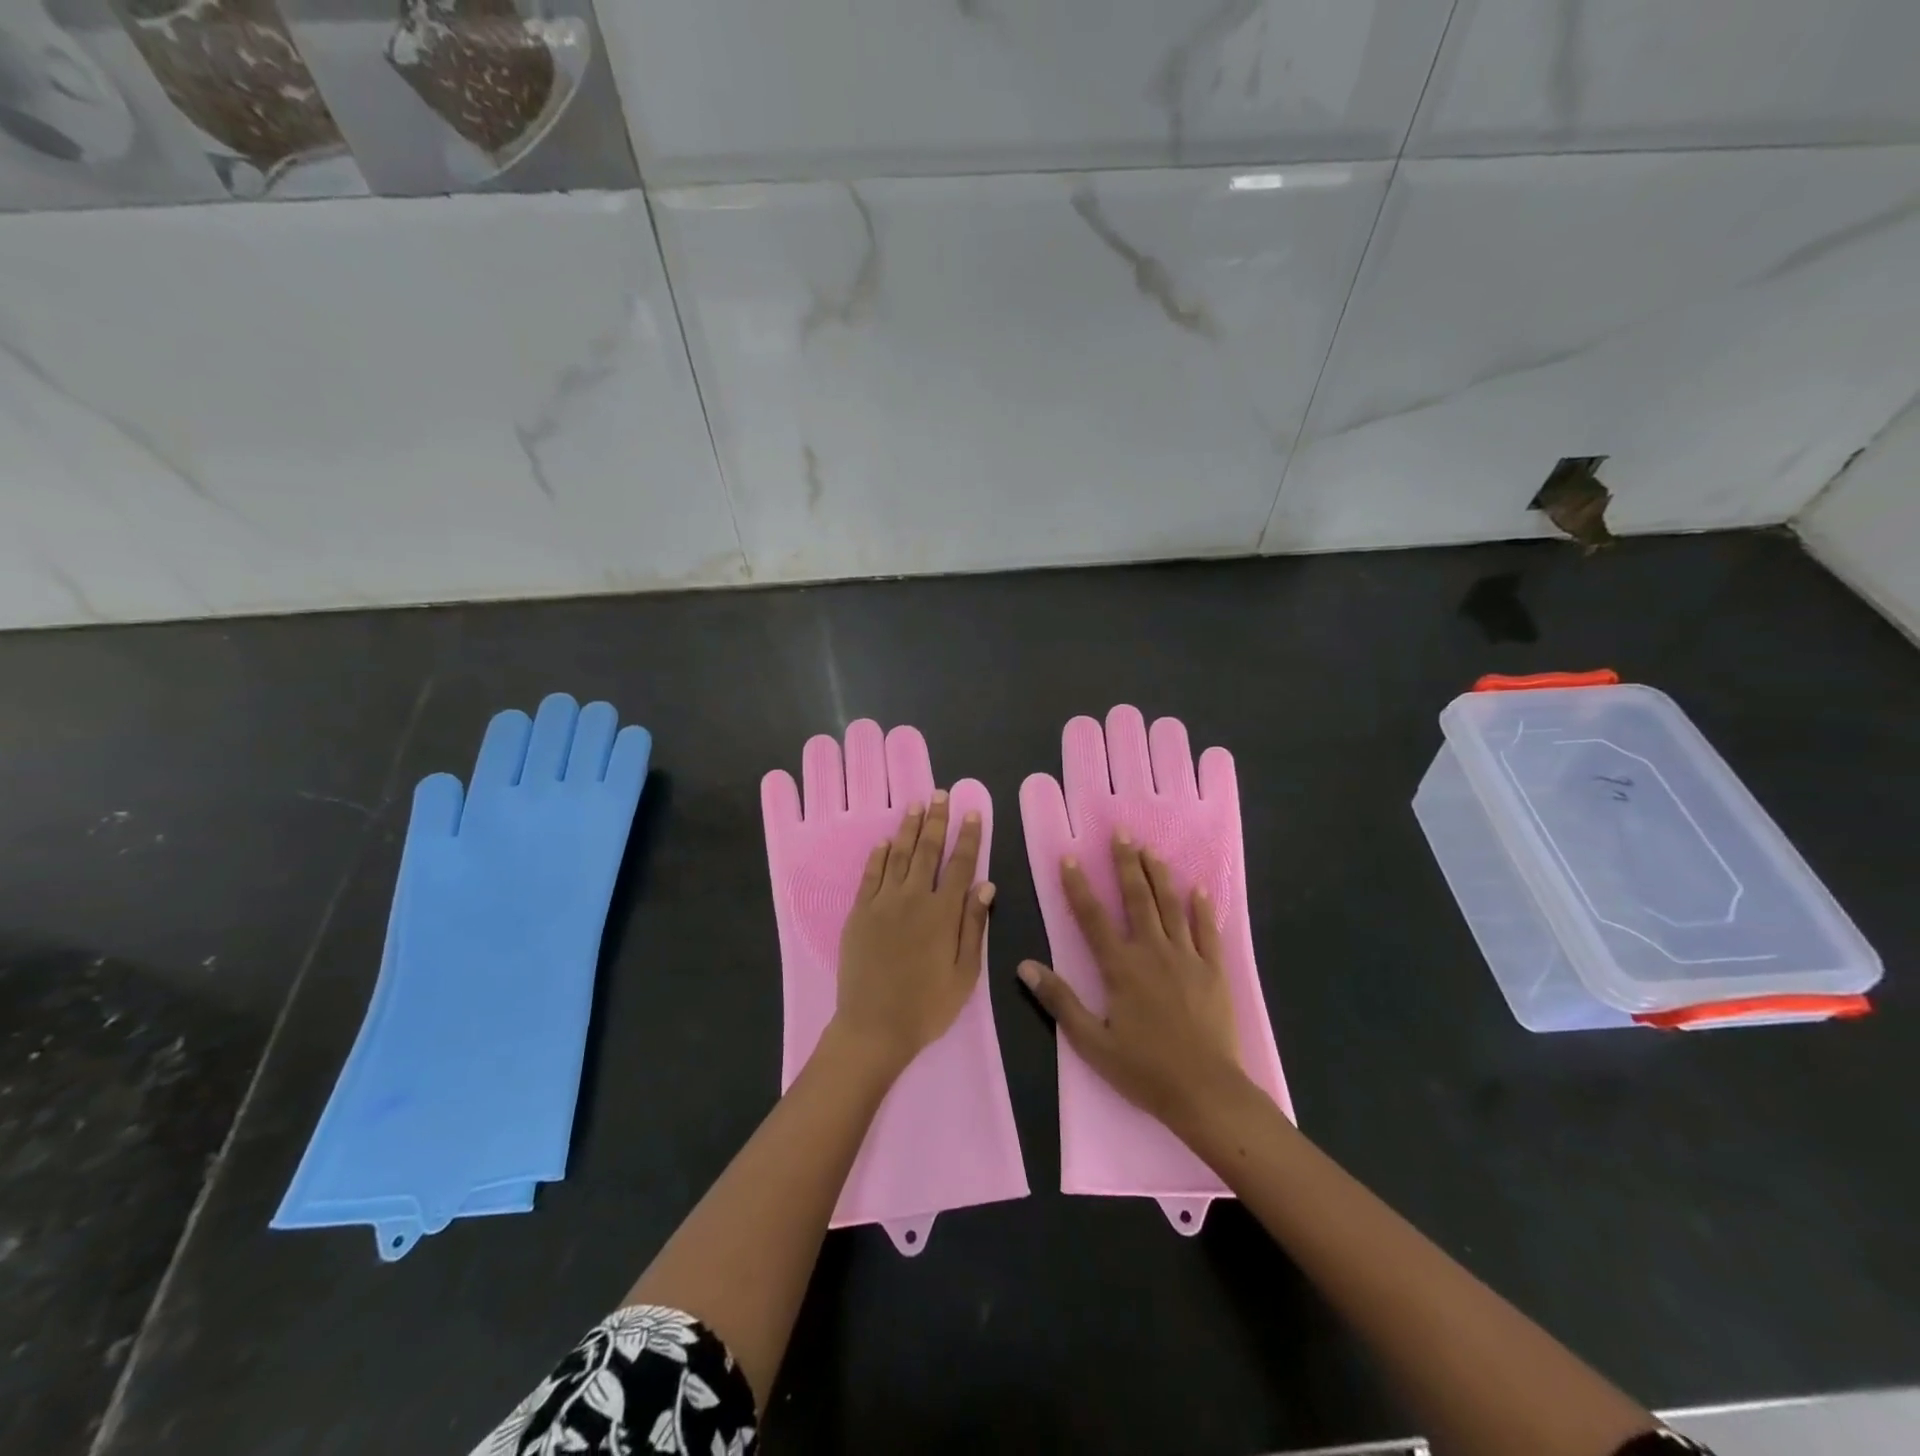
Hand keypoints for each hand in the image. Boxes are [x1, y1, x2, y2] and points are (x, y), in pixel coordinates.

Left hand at [832, 791, 992, 1079]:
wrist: (874, 1026)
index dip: (968, 837)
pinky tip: (884, 841)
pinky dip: (878, 856)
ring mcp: (882, 903)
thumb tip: (985, 885)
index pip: (960, 864)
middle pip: (927, 851)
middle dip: (936, 820)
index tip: (972, 812)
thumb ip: (973, 925)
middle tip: (940, 795)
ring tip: (915, 806)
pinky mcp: (859, 913)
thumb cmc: (927, 1005)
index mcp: (943, 912)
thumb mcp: (965, 972)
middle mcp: (913, 898)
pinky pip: (870, 875)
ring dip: (908, 829)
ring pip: (897, 855)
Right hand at [1018, 833, 1244, 1129]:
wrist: (1205, 1091)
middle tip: (1121, 833)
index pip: (1093, 917)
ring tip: (1151, 850)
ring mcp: (1187, 958)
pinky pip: (1208, 931)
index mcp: (1120, 967)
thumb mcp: (1091, 1041)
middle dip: (1126, 863)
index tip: (1069, 857)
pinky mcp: (1214, 970)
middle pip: (1137, 899)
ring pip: (1171, 906)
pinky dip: (1202, 909)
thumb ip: (1059, 1000)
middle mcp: (1152, 952)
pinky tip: (1199, 889)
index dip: (1078, 886)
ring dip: (1160, 876)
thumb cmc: (1144, 1069)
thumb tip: (1025, 966)